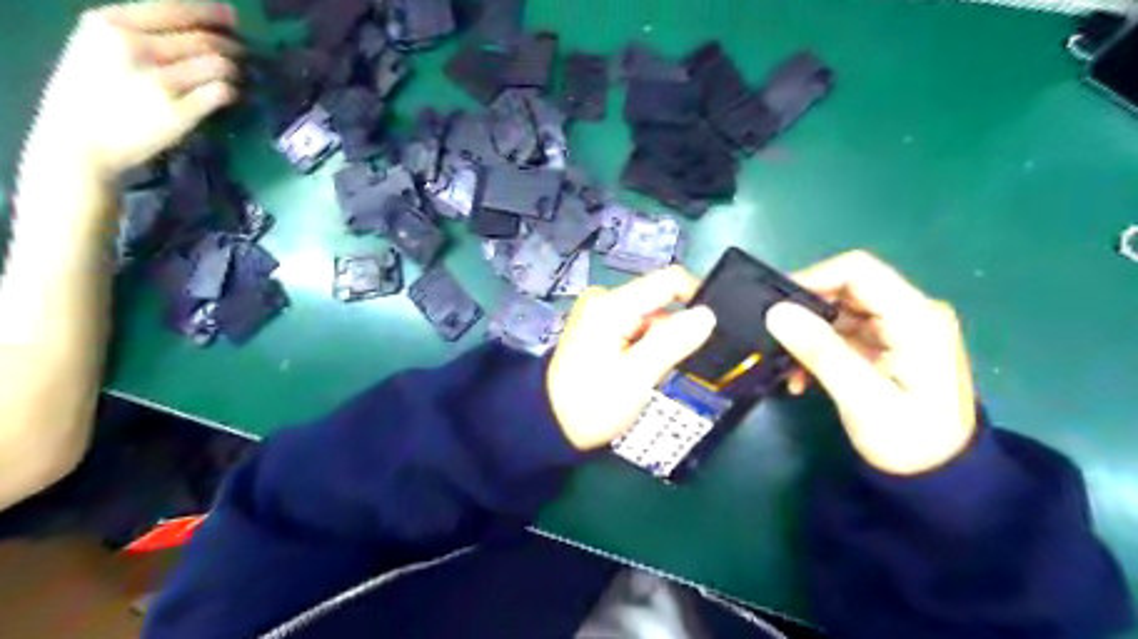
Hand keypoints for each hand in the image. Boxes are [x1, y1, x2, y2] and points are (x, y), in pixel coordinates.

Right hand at [20, 0, 239, 182]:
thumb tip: (195, 25)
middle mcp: (135, 47)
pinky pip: (221, 92)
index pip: (175, 8)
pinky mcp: (180, 111)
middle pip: (205, 39)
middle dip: (232, 44)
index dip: (212, 13)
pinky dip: (233, 91)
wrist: (80, 141)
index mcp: (110, 23)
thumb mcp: (98, 45)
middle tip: (243, 52)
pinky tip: (231, 93)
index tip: (232, 18)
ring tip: (238, 73)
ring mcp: (160, 81)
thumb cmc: (91, 93)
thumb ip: (139, 31)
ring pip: (219, 64)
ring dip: (236, 68)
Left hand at [547, 267, 713, 452]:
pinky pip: (636, 326)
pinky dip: (644, 346)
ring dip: (658, 343)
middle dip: (672, 332)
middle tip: (665, 367)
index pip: (670, 280)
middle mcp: (604, 298)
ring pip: (650, 317)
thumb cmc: (593, 404)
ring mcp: (599, 311)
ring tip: (648, 375)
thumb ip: (672, 342)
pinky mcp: (598, 325)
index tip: (708, 332)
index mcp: (612, 304)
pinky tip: (636, 370)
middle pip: (660, 301)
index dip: (697, 299)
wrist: (551, 424)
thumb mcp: (638, 377)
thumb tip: (707, 314)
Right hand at [763, 251, 978, 476]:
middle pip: (846, 288)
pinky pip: (843, 333)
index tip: (776, 306)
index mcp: (915, 317)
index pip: (858, 271)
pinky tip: (802, 376)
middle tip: (775, 340)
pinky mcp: (887, 345)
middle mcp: (910, 312)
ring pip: (839, 311)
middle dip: (806, 312)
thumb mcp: (861, 398)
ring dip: (808, 335)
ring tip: (788, 368)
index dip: (813, 278)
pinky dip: (818, 349)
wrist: (940, 478)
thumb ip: (820, 352)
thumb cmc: (908, 441)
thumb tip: (776, 312)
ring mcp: (899, 329)